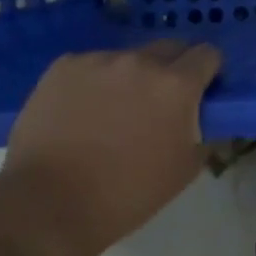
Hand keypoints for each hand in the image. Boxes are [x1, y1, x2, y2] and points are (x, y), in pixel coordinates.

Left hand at [0, 41, 221, 255]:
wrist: (47, 207)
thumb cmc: (126, 194)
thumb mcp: (184, 170)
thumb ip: (202, 132)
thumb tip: (200, 118)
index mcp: (176, 84)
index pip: (207, 54)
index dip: (208, 71)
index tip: (201, 90)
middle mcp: (141, 61)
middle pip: (169, 48)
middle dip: (172, 69)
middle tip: (159, 101)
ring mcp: (98, 60)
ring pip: (127, 58)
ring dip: (130, 76)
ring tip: (111, 111)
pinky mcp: (63, 67)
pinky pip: (90, 66)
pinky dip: (93, 83)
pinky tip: (80, 112)